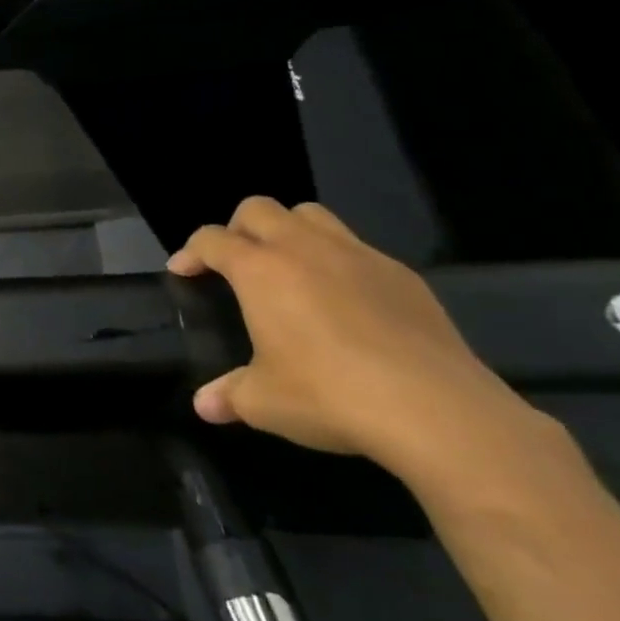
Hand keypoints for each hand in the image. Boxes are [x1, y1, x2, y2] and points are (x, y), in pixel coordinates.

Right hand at [169, 198, 550, 482]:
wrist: (437, 411)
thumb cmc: (329, 396)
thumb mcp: (264, 402)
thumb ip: (230, 395)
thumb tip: (206, 405)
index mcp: (260, 271)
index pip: (211, 239)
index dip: (190, 251)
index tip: (182, 270)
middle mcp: (305, 250)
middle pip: (259, 209)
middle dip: (237, 228)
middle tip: (235, 262)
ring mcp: (360, 258)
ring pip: (312, 216)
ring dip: (289, 231)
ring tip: (288, 268)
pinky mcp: (404, 277)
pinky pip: (359, 249)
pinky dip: (338, 261)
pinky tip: (345, 301)